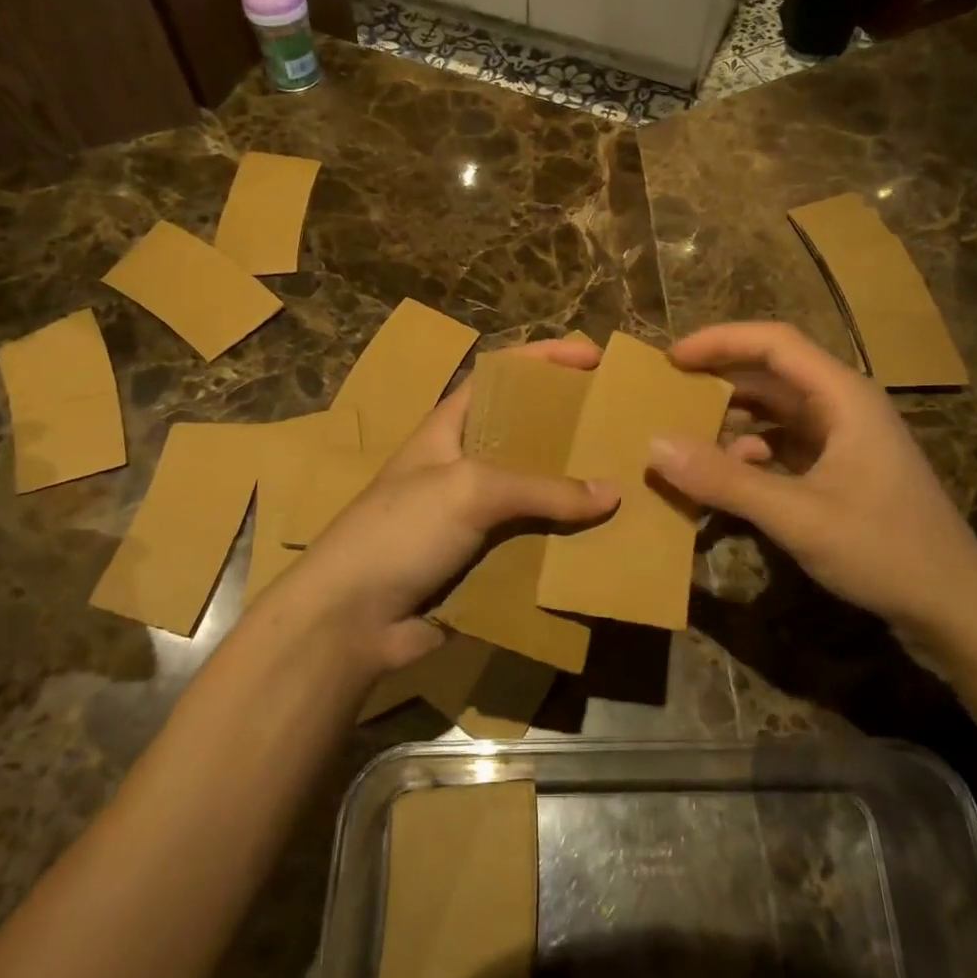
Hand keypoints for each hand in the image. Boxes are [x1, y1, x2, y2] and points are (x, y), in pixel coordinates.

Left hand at [280, 336, 619, 672]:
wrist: (349, 620)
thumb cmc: (401, 531)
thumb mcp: (470, 491)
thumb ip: (542, 489)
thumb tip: (611, 494)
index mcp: (451, 427)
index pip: (501, 376)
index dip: (544, 359)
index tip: (593, 357)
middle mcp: (464, 464)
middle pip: (525, 434)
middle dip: (569, 428)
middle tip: (619, 427)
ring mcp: (471, 515)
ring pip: (534, 493)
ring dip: (573, 491)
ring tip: (627, 484)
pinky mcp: (481, 560)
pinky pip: (531, 542)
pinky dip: (562, 542)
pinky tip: (602, 542)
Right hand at [646, 322, 976, 639]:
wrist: (955, 606)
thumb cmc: (884, 549)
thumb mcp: (797, 515)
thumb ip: (725, 480)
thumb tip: (655, 446)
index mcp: (843, 396)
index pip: (774, 343)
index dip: (720, 341)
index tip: (672, 359)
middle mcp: (843, 406)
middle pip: (772, 374)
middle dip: (720, 380)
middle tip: (669, 395)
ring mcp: (843, 439)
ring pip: (776, 412)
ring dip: (733, 420)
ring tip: (688, 437)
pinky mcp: (840, 470)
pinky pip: (784, 445)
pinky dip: (750, 453)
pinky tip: (729, 478)